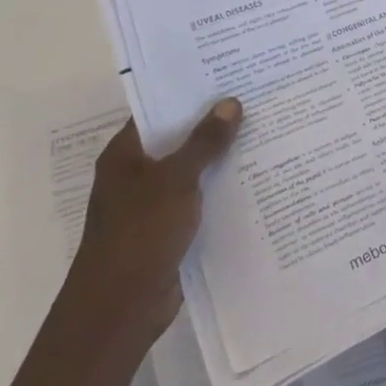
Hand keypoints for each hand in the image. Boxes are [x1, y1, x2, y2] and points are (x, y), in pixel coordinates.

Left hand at [68, 100, 241, 344]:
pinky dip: (220, 190)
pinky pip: (199, 200)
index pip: (158, 110)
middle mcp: (135, 175)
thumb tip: (230, 103)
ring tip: (265, 132)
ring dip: (221, 158)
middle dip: (214, 124)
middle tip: (257, 99)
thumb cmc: (139, 233)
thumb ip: (204, 141)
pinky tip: (255, 179)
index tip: (228, 76)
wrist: (120, 309)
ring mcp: (152, 205)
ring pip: (192, 171)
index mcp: (124, 155)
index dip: (190, 93)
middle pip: (178, 139)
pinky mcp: (169, 231)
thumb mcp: (175, 179)